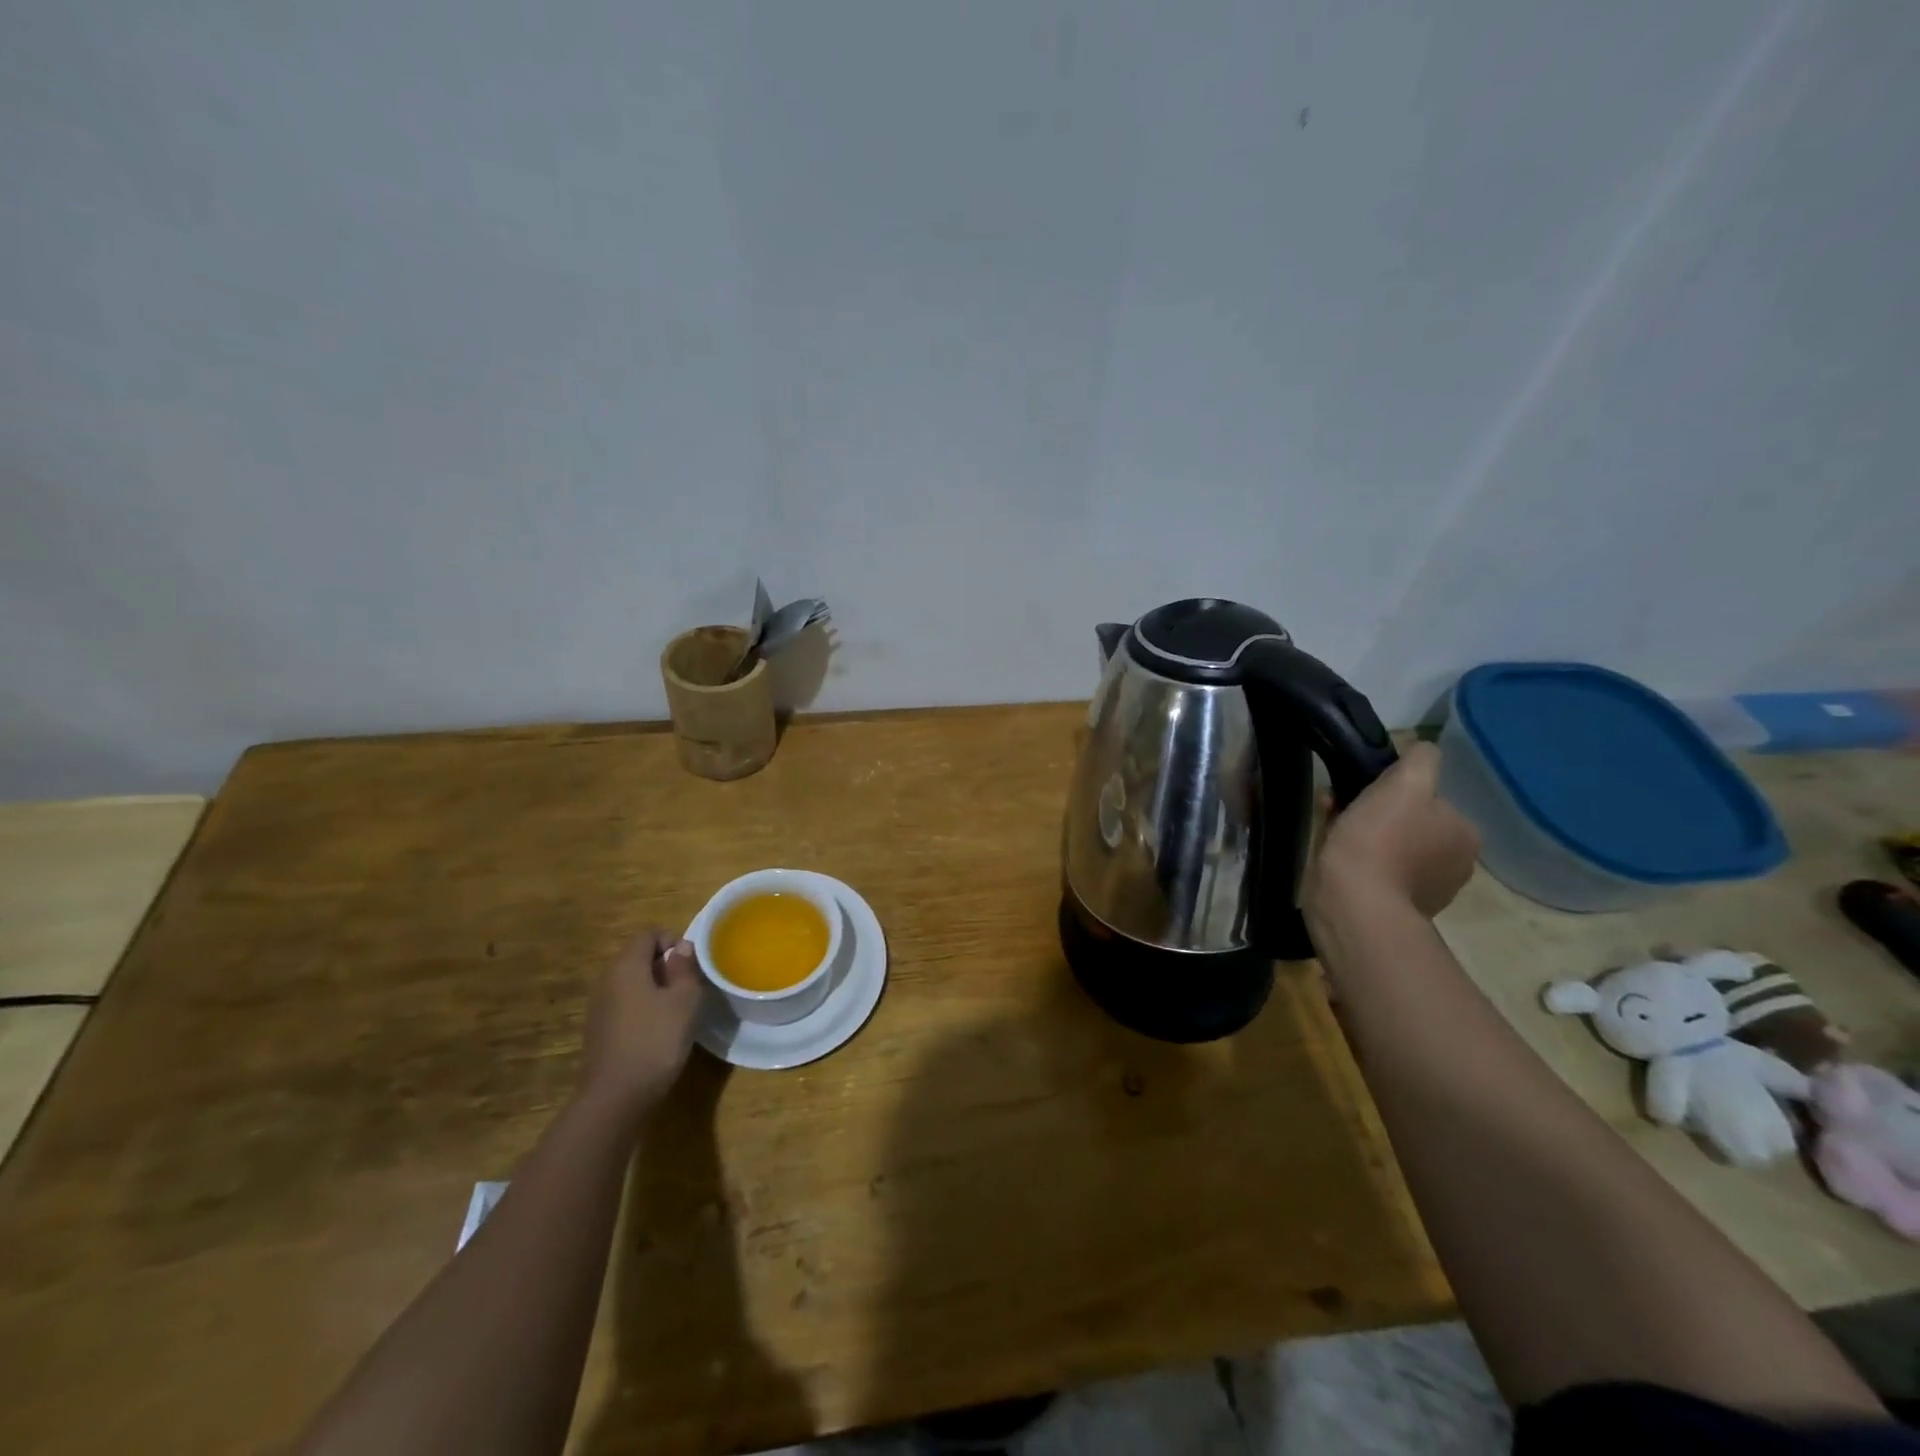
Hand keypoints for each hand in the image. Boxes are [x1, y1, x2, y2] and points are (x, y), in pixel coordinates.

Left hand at [578, 929, 703, 1119]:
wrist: (616, 1098)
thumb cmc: (655, 1040)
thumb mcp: (684, 1001)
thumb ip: (685, 968)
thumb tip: (681, 947)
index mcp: (626, 966)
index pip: (648, 934)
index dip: (673, 940)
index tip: (692, 964)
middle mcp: (607, 980)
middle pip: (638, 956)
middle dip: (665, 965)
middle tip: (689, 986)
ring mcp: (599, 1007)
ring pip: (631, 982)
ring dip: (655, 987)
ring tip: (677, 1009)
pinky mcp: (599, 1031)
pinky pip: (624, 1004)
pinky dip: (643, 1007)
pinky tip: (658, 1031)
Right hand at [1305, 742, 1478, 920]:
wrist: (1353, 904)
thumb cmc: (1380, 840)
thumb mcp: (1405, 784)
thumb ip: (1421, 760)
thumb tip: (1423, 749)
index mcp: (1464, 834)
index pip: (1430, 798)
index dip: (1395, 790)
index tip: (1365, 790)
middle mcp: (1454, 864)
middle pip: (1409, 821)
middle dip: (1376, 811)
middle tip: (1341, 807)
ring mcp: (1425, 890)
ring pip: (1388, 844)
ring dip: (1362, 833)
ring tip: (1331, 829)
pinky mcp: (1393, 908)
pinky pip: (1374, 870)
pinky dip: (1356, 859)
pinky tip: (1334, 856)